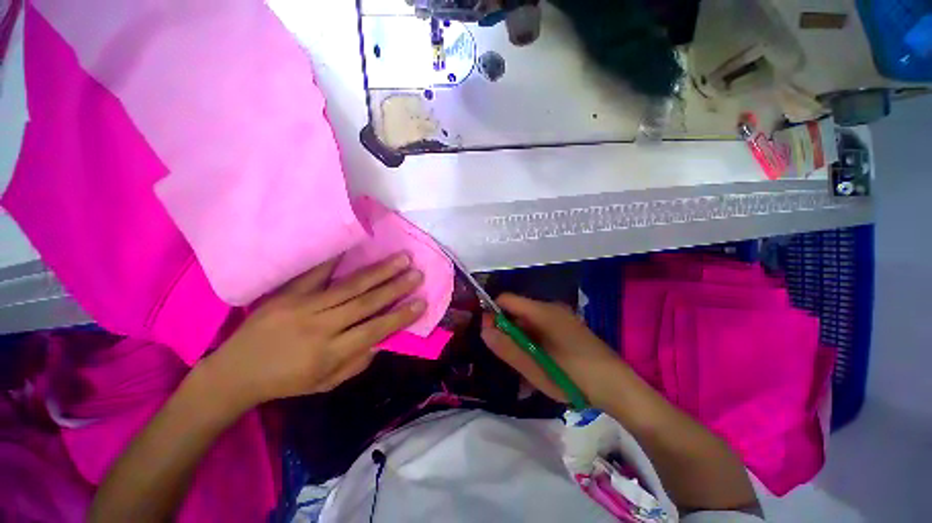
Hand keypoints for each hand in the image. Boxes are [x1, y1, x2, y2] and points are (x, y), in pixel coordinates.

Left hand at [203, 253, 424, 409]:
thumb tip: (382, 339)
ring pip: (350, 286)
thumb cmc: (285, 382)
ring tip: (401, 259)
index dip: (400, 316)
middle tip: (417, 273)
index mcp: (330, 353)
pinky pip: (315, 273)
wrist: (234, 372)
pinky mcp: (287, 294)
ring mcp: (303, 307)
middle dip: (396, 287)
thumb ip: (357, 362)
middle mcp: (320, 327)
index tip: (421, 302)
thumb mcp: (326, 383)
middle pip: (366, 303)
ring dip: (379, 271)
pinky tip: (354, 246)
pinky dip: (336, 259)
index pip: (375, 330)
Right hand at [481, 293, 627, 409]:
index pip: (506, 299)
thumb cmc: (574, 378)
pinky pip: (541, 328)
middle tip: (508, 358)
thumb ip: (507, 348)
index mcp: (542, 311)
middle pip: (517, 311)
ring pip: (528, 322)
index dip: (493, 313)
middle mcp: (551, 308)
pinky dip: (533, 341)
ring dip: (520, 339)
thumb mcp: (535, 368)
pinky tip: (539, 362)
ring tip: (524, 366)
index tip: (489, 335)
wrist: (618, 388)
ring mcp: (561, 317)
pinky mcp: (567, 327)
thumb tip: (484, 330)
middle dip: (507, 331)